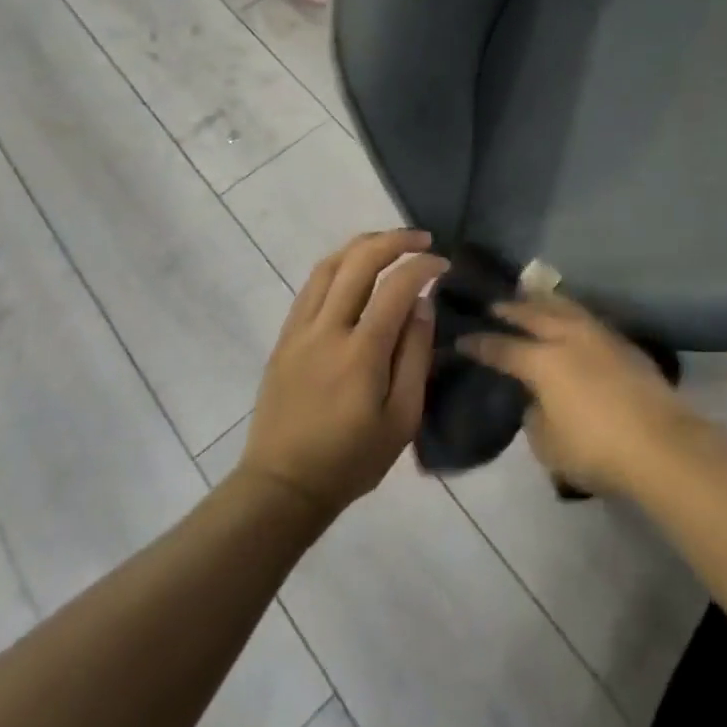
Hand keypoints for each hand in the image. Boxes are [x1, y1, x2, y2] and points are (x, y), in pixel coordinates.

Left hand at [240, 230, 448, 519]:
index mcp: (361, 352)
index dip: (423, 267)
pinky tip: (355, 269)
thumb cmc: (352, 459)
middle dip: (395, 241)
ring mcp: (300, 331)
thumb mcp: (402, 419)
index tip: (444, 266)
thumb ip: (415, 356)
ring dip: (363, 245)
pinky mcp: (285, 338)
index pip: (396, 287)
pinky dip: (338, 265)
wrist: (282, 486)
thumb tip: (422, 305)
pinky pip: (311, 286)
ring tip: (391, 244)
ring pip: (329, 265)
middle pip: (359, 261)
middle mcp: (327, 330)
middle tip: (422, 240)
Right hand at [462, 295, 692, 496]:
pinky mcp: (624, 343)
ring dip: (544, 302)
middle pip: (534, 315)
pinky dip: (571, 313)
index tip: (463, 339)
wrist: (659, 443)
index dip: (480, 344)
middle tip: (495, 304)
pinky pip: (588, 318)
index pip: (503, 348)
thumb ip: (535, 416)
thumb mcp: (548, 445)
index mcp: (543, 361)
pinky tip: (571, 318)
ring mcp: (600, 336)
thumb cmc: (596, 449)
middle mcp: (569, 338)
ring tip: (532, 298)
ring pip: (566, 308)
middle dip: (511, 309)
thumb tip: (538, 400)